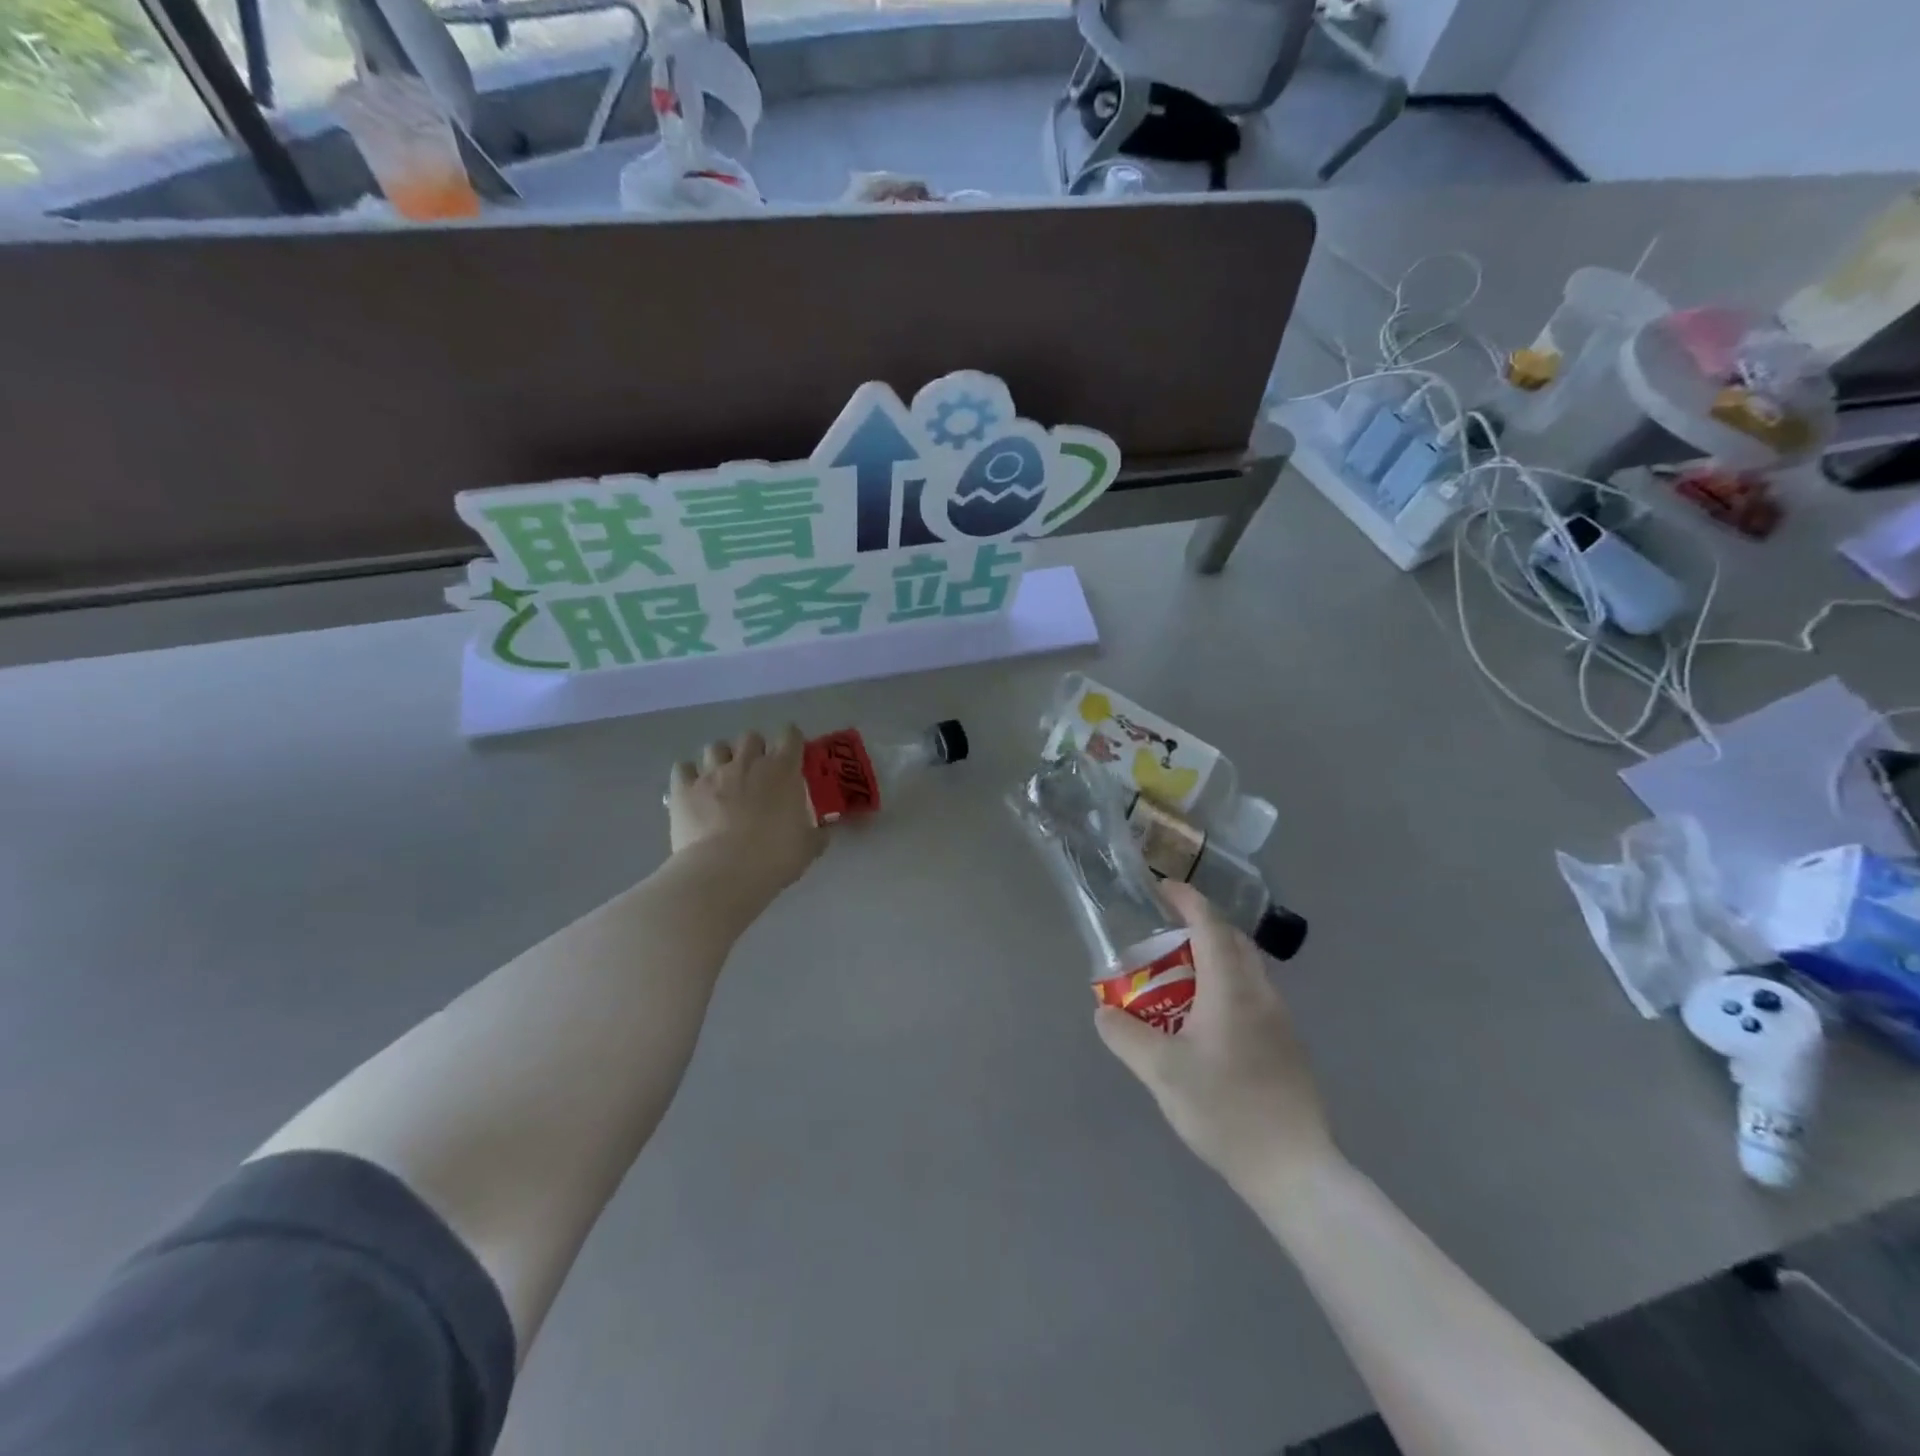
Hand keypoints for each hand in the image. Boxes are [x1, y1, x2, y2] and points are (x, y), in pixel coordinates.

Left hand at [668, 726, 824, 893]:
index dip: (791, 740)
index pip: (790, 736)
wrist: (724, 872)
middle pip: (750, 737)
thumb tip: (823, 833)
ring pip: (715, 747)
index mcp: (782, 770)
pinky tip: (692, 789)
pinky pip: (682, 768)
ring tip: (722, 778)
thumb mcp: (808, 848)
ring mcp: (712, 773)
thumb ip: (816, 834)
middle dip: (754, 749)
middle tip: (756, 771)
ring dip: (721, 758)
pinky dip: (688, 775)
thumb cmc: (774, 857)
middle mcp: (747, 762)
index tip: (792, 753)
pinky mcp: (683, 789)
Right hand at [1096, 881, 1335, 1192]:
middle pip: (1232, 940)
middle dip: (1198, 926)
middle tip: (1162, 937)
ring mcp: (1279, 1019)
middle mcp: (1260, 993)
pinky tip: (1204, 1022)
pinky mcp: (1286, 1044)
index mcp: (1232, 989)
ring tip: (1178, 979)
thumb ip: (1125, 1036)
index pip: (1210, 925)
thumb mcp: (1161, 1072)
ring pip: (1245, 968)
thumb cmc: (1225, 1109)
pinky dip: (1225, 985)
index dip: (1186, 900)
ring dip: (1213, 958)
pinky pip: (1252, 994)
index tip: (1161, 888)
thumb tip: (1102, 1011)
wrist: (1293, 1169)